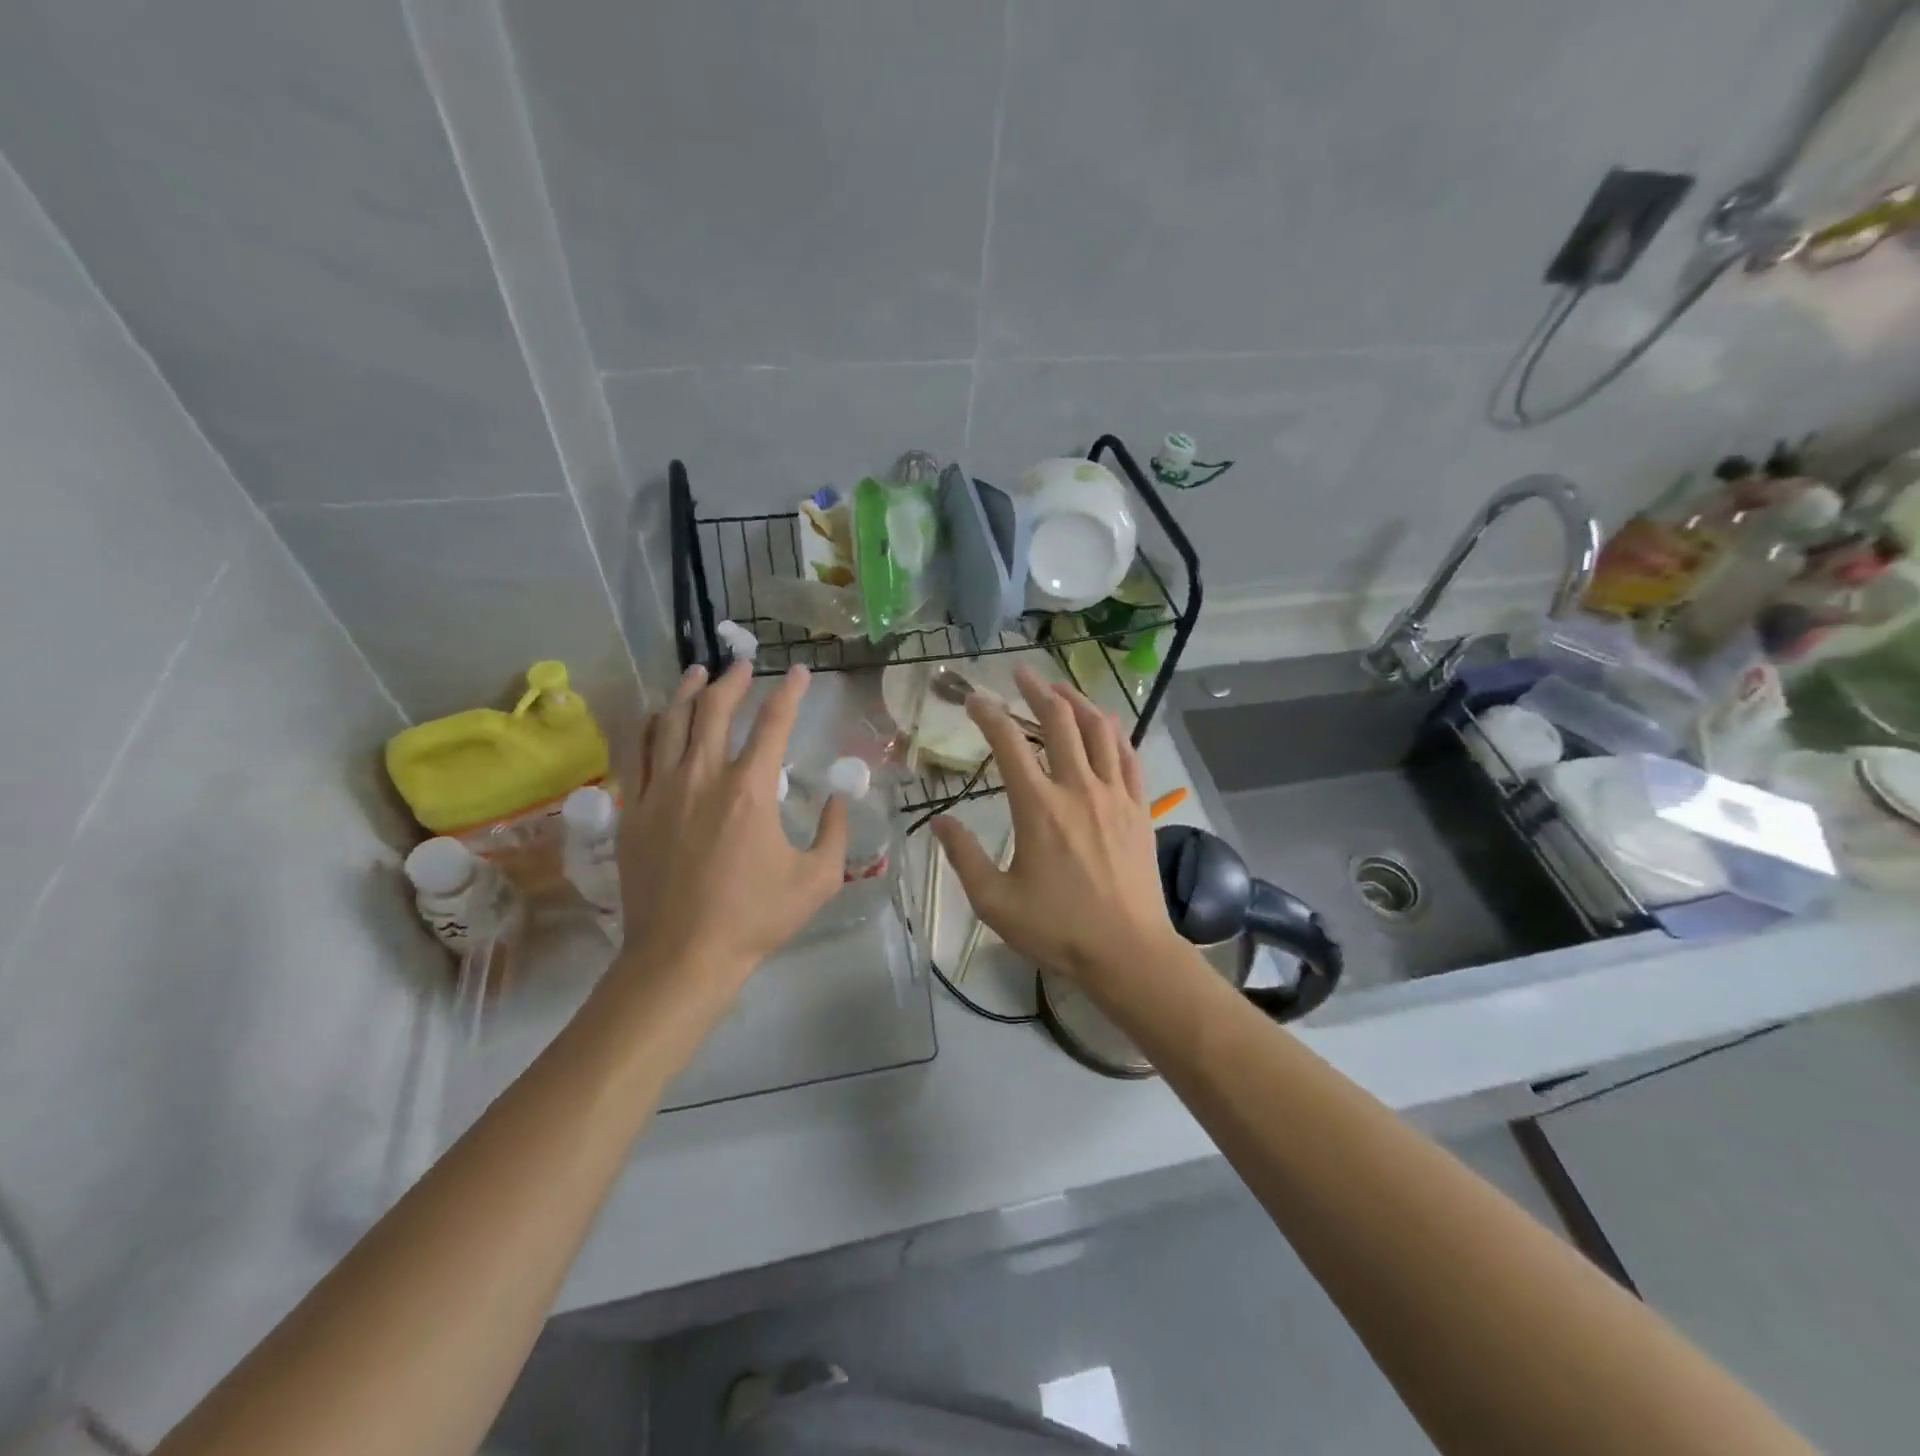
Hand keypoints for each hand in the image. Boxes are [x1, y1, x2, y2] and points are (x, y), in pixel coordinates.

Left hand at [614, 662, 847, 1002]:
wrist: (682, 956)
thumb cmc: (755, 918)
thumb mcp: (818, 879)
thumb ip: (836, 831)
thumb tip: (841, 797)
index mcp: (751, 790)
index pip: (774, 723)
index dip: (790, 692)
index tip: (800, 673)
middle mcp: (702, 777)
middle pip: (714, 709)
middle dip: (732, 679)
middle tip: (743, 663)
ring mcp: (661, 791)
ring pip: (669, 723)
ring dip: (687, 692)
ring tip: (698, 673)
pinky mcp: (633, 811)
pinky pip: (638, 755)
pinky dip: (650, 728)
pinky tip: (655, 718)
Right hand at [932, 667, 1177, 987]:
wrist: (1128, 951)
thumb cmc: (1058, 929)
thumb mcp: (995, 902)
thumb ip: (963, 857)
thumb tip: (940, 822)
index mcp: (1038, 808)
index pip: (1009, 744)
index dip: (988, 714)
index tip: (974, 698)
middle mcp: (1078, 789)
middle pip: (1058, 722)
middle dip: (1036, 690)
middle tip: (1020, 674)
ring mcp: (1115, 795)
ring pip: (1099, 729)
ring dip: (1077, 701)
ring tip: (1060, 688)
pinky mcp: (1140, 807)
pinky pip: (1129, 755)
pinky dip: (1114, 731)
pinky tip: (1105, 724)